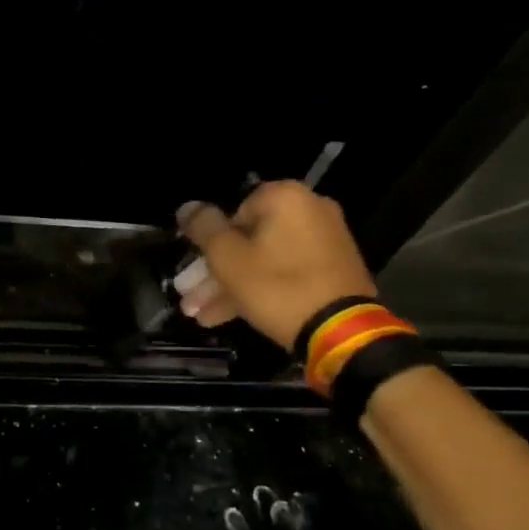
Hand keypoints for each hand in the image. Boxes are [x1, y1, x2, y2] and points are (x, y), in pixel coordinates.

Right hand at [176, 181, 376, 349]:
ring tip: (199, 315)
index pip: (232, 212)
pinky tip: (227, 317)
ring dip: (230, 286)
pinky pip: (285, 273)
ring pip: (263, 260)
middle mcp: (310, 210)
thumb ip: (203, 228)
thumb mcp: (227, 257)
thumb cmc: (276, 287)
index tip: (194, 270)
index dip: (208, 243)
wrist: (341, 332)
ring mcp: (325, 241)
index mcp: (286, 198)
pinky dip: (259, 289)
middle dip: (214, 272)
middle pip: (247, 239)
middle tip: (190, 297)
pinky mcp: (332, 270)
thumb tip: (187, 207)